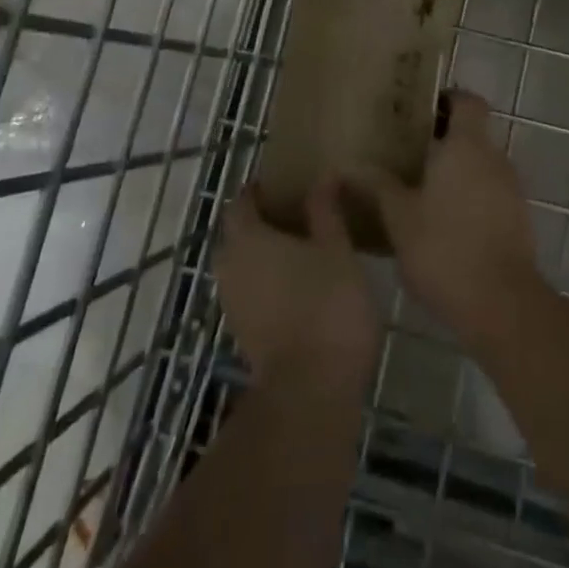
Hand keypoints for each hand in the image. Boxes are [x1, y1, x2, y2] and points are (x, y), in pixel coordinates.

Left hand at [215, 179, 381, 387]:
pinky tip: (297, 284)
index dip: (257, 191)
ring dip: (262, 255)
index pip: (241, 203)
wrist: (312, 391)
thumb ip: (326, 210)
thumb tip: (323, 176)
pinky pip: (249, 292)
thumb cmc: (327, 306)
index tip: (282, 184)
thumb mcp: (337, 249)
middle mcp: (231, 267)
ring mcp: (233, 305)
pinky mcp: (243, 334)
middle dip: (258, 222)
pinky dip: (265, 282)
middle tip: (294, 214)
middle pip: (236, 235)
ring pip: (241, 266)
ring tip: (299, 248)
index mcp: (248, 239)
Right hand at [353, 91, 543, 351]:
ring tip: (419, 190)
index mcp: (467, 146)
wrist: (502, 305)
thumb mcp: (399, 217)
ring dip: (456, 172)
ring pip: (481, 166)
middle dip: (444, 139)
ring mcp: (511, 190)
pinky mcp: (518, 220)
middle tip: (407, 152)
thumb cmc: (444, 248)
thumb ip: (376, 186)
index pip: (468, 101)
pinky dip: (470, 198)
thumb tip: (347, 165)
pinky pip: (490, 194)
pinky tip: (443, 223)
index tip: (419, 110)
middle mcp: (495, 158)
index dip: (447, 99)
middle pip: (473, 134)